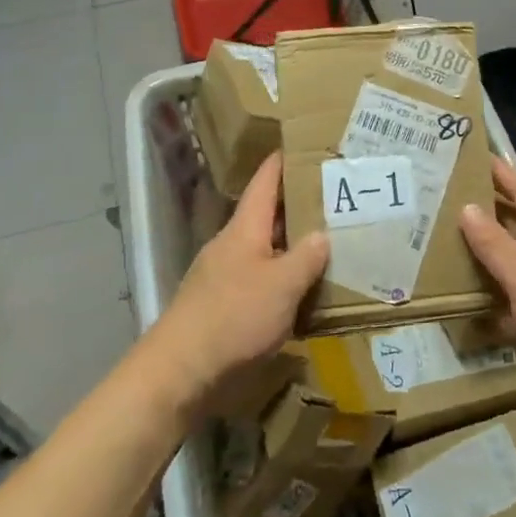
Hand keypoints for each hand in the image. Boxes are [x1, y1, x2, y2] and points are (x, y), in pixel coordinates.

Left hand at [151, 153, 328, 406]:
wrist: (181, 371)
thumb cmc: (234, 317)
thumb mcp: (282, 285)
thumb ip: (306, 257)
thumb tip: (323, 234)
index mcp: (244, 229)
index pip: (264, 182)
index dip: (283, 161)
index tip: (305, 144)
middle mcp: (232, 245)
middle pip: (266, 215)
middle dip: (297, 205)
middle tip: (335, 198)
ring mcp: (224, 275)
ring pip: (265, 249)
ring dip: (292, 244)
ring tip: (329, 242)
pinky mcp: (224, 305)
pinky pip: (260, 279)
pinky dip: (283, 276)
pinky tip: (304, 290)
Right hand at [459, 157, 515, 420]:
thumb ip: (494, 243)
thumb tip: (467, 207)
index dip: (500, 173)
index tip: (472, 156)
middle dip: (487, 210)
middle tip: (447, 198)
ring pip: (515, 259)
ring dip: (487, 252)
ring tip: (445, 240)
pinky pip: (515, 294)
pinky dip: (494, 292)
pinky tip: (465, 294)